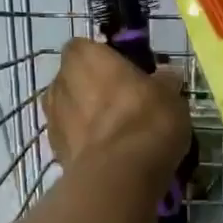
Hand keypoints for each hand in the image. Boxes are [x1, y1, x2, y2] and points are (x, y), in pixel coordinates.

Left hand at [44, 38, 189, 176]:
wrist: (119, 174)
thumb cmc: (145, 119)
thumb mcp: (169, 95)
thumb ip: (164, 82)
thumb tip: (166, 76)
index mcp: (83, 56)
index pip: (86, 48)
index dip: (104, 60)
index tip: (126, 74)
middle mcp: (60, 81)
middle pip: (75, 79)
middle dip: (94, 90)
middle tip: (124, 105)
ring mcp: (52, 117)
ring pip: (71, 110)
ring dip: (87, 118)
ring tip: (118, 135)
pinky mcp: (53, 149)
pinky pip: (72, 139)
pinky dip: (86, 144)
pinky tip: (110, 156)